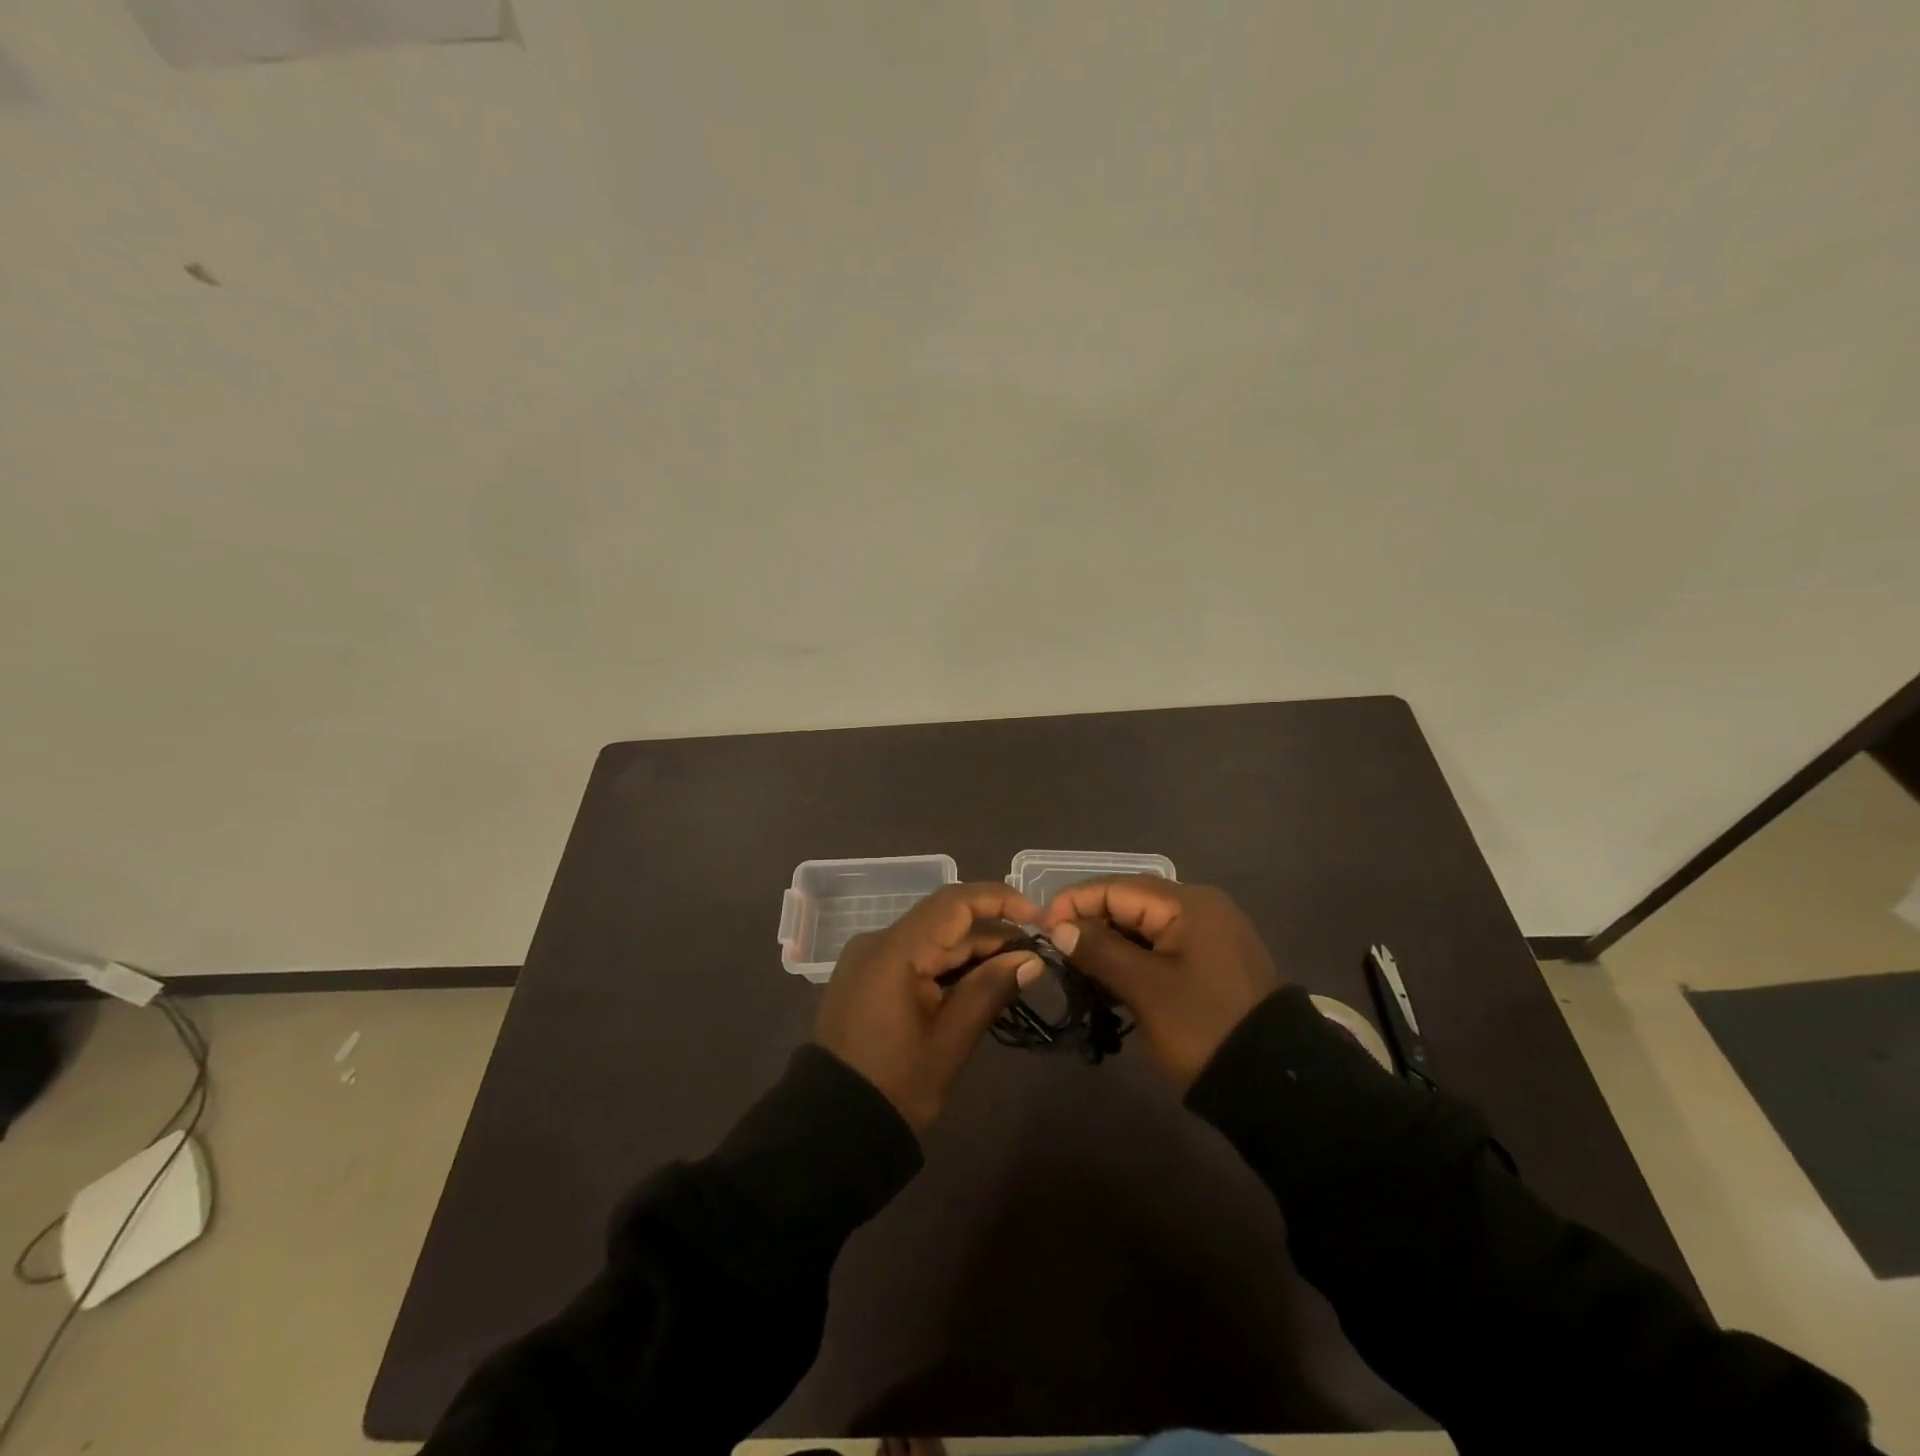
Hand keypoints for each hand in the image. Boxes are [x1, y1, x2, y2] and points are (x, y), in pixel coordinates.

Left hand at [815, 882, 1044, 1133]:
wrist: (833, 1125)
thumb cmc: (896, 1084)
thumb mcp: (951, 1040)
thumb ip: (990, 990)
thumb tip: (1031, 958)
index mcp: (895, 950)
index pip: (954, 903)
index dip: (998, 899)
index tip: (1036, 916)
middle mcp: (877, 941)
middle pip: (943, 920)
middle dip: (990, 933)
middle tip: (1031, 957)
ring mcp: (868, 959)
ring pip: (930, 938)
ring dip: (970, 951)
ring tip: (1011, 972)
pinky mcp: (865, 976)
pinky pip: (913, 955)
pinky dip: (945, 965)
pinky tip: (974, 984)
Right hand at [1041, 877, 1281, 1087]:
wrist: (1274, 1082)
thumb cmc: (1203, 1026)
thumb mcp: (1145, 988)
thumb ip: (1099, 950)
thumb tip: (1059, 926)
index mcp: (1188, 904)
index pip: (1117, 888)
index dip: (1074, 902)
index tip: (1041, 928)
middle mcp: (1200, 907)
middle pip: (1131, 902)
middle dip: (1090, 921)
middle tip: (1056, 949)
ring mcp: (1209, 934)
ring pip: (1144, 925)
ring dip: (1110, 941)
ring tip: (1076, 965)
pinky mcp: (1211, 960)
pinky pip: (1161, 945)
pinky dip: (1133, 956)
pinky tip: (1110, 976)